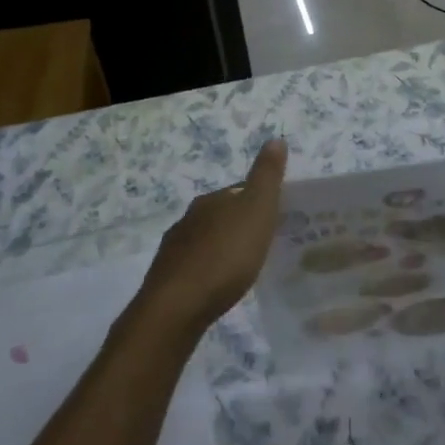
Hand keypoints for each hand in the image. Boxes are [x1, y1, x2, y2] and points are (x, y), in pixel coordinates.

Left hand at [134, 139, 287, 338]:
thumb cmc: (225, 255)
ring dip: (223, 247)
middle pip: (221, 214)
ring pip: (206, 240)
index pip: (239, 191)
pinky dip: (209, 270)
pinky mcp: (167, 278)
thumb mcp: (256, 211)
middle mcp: (189, 218)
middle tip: (265, 242)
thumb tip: (275, 139)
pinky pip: (195, 266)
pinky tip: (218, 285)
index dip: (259, 200)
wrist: (178, 305)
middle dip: (240, 224)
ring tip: (245, 266)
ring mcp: (175, 248)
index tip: (277, 215)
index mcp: (212, 200)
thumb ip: (266, 177)